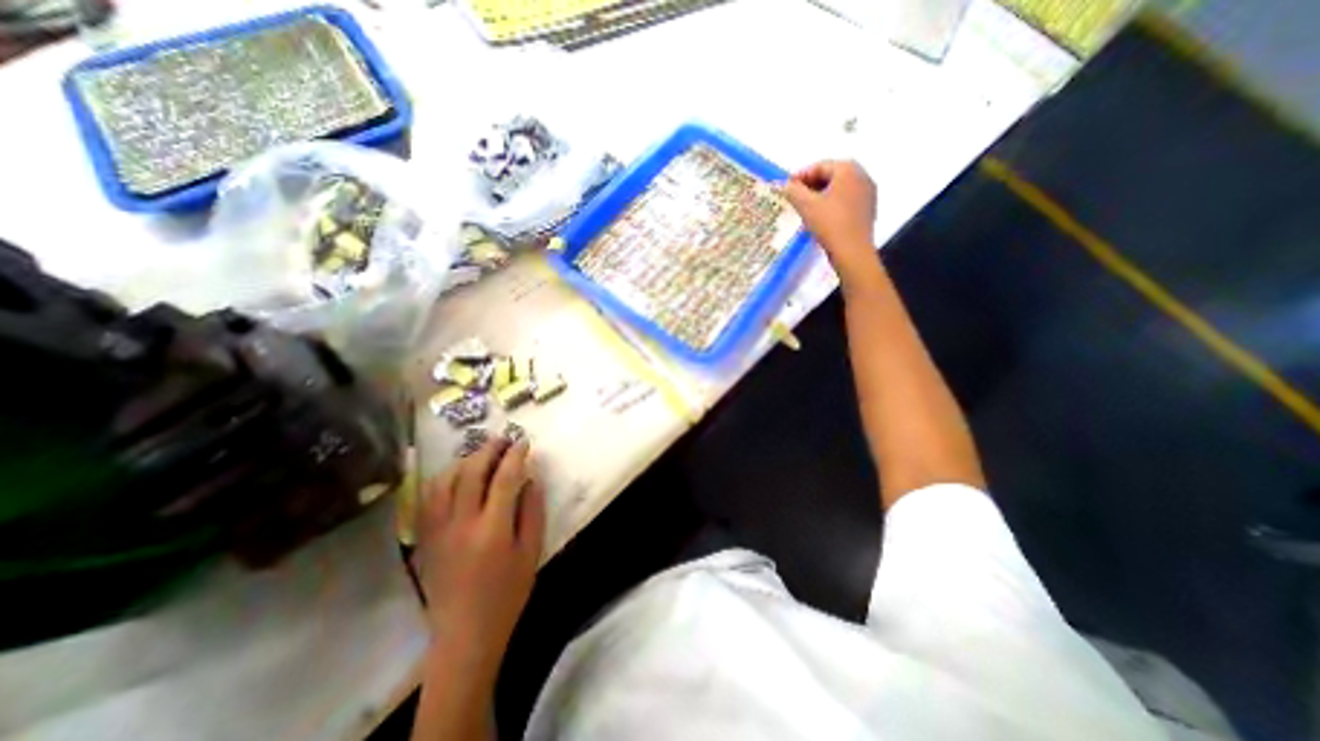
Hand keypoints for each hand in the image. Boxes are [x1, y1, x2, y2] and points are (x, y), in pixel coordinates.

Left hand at [413, 441, 542, 658]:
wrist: (465, 633)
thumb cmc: (508, 593)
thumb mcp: (532, 552)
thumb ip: (533, 511)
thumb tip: (531, 479)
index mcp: (493, 529)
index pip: (504, 479)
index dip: (515, 455)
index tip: (524, 441)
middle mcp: (461, 524)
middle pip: (472, 472)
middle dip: (489, 449)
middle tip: (504, 439)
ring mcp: (438, 530)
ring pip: (446, 481)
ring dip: (465, 460)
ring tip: (482, 453)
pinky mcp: (425, 538)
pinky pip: (429, 497)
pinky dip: (444, 478)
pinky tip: (457, 475)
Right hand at [776, 159, 880, 282]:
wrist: (852, 252)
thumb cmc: (829, 224)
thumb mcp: (806, 206)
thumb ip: (792, 191)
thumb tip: (783, 184)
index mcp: (848, 169)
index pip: (820, 166)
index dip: (800, 176)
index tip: (787, 187)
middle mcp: (862, 176)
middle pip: (831, 176)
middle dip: (811, 186)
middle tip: (795, 198)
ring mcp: (868, 193)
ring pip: (839, 189)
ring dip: (820, 196)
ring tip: (805, 209)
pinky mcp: (868, 210)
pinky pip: (846, 201)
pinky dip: (832, 205)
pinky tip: (821, 219)